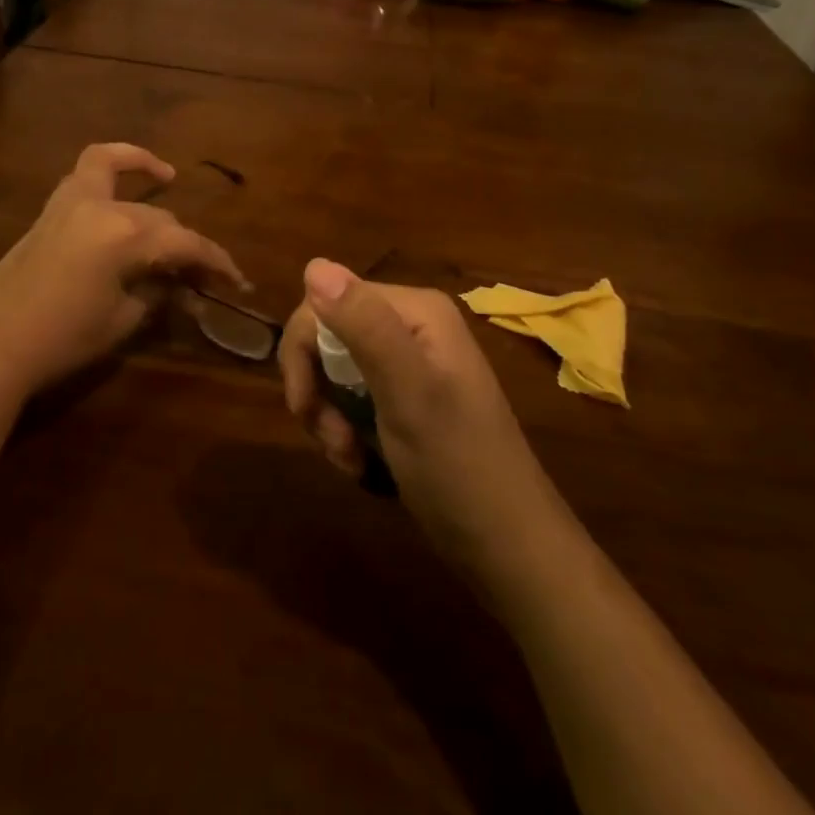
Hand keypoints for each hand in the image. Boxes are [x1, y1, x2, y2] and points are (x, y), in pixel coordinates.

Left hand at [0, 144, 245, 405]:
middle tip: (200, 272)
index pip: (184, 242)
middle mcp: (101, 207)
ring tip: (166, 176)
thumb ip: (157, 292)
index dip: (215, 260)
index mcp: (125, 235)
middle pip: (158, 216)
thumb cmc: (63, 339)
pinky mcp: (50, 211)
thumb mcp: (122, 319)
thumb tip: (181, 285)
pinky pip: (84, 174)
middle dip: (184, 242)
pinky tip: (119, 186)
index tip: (237, 279)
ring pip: (115, 170)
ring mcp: (70, 202)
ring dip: (142, 168)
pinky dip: (107, 169)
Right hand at [277, 259, 557, 592]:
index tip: (304, 408)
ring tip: (349, 457)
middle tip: (331, 441)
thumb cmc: (459, 467)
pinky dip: (344, 429)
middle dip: (317, 390)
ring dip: (328, 416)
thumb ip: (364, 326)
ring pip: (334, 370)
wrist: (511, 550)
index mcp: (415, 310)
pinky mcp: (406, 399)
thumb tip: (314, 264)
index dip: (303, 352)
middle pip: (327, 336)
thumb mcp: (408, 393)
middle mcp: (411, 325)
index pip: (325, 302)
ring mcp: (409, 363)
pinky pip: (352, 397)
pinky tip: (359, 461)